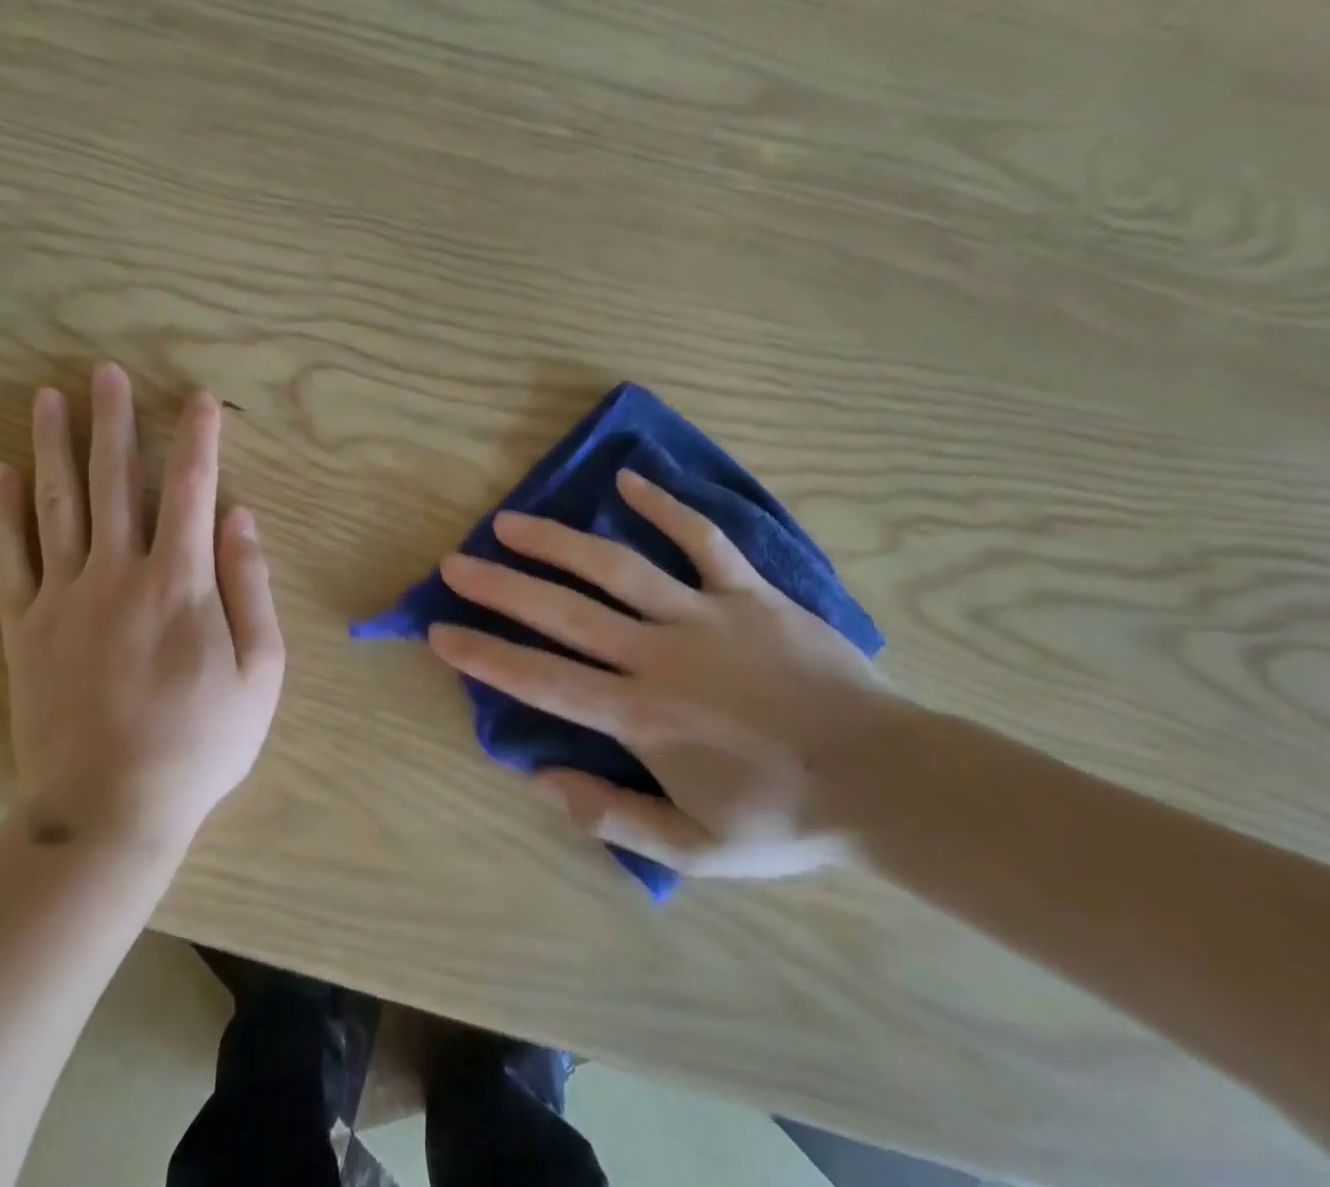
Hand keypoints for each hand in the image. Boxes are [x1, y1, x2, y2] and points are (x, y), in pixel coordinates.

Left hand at [0, 363, 285, 852]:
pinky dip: (4, 511)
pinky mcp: (25, 626)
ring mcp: (63, 597)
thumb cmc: (199, 743)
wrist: (108, 811)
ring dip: (54, 445)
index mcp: (179, 583)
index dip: (198, 438)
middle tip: (107, 371)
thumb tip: (241, 516)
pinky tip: (3, 472)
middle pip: (114, 480)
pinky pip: (9, 557)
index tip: (200, 398)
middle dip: (115, 421)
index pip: (191, 489)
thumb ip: (250, 587)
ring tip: (51, 397)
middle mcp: (117, 574)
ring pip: (57, 504)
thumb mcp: (258, 672)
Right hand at [428, 469, 913, 879]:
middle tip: (455, 562)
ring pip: (618, 566)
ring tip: (511, 520)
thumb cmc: (786, 816)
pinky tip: (627, 478)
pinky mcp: (749, 593)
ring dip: (559, 541)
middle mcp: (659, 655)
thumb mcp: (695, 849)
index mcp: (641, 716)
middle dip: (502, 586)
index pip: (542, 680)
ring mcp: (704, 615)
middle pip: (565, 612)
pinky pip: (703, 540)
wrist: (890, 782)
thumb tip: (540, 780)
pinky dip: (667, 506)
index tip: (439, 631)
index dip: (485, 654)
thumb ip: (611, 817)